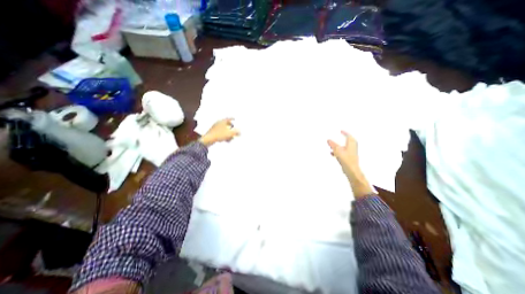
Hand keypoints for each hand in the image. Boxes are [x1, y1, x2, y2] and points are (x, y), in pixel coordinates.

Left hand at [199, 118, 238, 146]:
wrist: (208, 139)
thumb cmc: (219, 135)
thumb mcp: (230, 133)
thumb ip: (236, 132)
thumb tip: (240, 132)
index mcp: (222, 121)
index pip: (228, 118)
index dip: (232, 118)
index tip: (235, 119)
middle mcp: (218, 123)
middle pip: (227, 125)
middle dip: (231, 129)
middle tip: (234, 132)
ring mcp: (215, 128)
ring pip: (224, 130)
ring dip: (228, 134)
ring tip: (230, 139)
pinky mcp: (213, 133)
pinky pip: (220, 133)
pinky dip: (224, 136)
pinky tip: (226, 140)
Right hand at [327, 131, 372, 196]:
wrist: (351, 170)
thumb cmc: (346, 159)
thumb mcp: (337, 150)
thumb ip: (332, 144)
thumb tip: (328, 140)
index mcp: (351, 144)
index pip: (349, 136)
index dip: (345, 133)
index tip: (341, 131)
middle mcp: (352, 147)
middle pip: (348, 141)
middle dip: (343, 138)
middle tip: (339, 136)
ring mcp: (351, 153)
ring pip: (345, 147)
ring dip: (339, 145)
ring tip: (333, 145)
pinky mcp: (349, 158)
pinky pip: (343, 152)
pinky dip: (338, 151)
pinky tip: (332, 153)